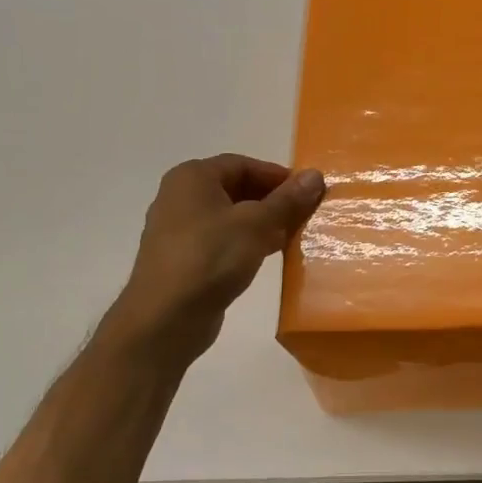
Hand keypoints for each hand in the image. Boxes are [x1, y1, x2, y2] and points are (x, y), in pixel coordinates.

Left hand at [99, 154, 323, 361]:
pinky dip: (248, 243)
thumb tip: (315, 175)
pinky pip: (223, 241)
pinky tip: (270, 257)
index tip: (308, 193)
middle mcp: (181, 197)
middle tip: (305, 215)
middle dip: (273, 201)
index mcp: (193, 177)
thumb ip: (287, 200)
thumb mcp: (257, 224)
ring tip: (294, 237)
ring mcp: (180, 230)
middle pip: (237, 189)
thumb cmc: (211, 258)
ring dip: (264, 224)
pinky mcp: (186, 259)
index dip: (278, 176)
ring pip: (232, 217)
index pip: (244, 165)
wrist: (166, 318)